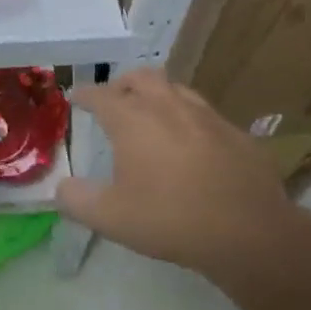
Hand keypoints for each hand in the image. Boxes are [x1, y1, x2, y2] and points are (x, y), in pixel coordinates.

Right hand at [55, 70, 295, 277]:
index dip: (84, 95)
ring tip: (153, 115)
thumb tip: (61, 187)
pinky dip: (191, 121)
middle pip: (142, 77)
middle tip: (115, 99)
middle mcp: (168, 107)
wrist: (249, 232)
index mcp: (133, 120)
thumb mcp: (110, 218)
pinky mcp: (237, 134)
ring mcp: (207, 116)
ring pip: (177, 90)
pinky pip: (207, 116)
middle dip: (123, 83)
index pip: (100, 95)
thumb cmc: (170, 219)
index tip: (76, 98)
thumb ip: (77, 200)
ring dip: (159, 96)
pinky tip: (194, 145)